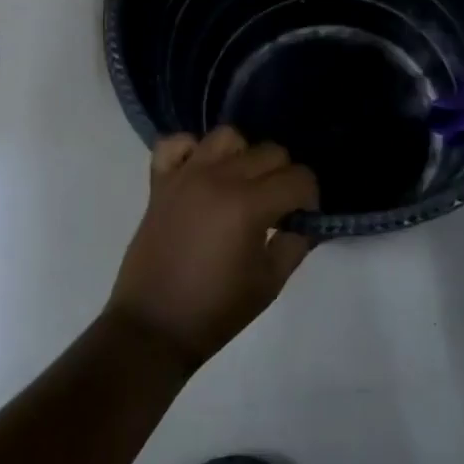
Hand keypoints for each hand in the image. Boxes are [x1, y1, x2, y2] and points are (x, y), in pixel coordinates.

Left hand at [107, 127, 317, 370]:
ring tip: (241, 186)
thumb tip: (305, 222)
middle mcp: (218, 179)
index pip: (298, 178)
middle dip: (283, 177)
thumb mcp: (270, 283)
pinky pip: (176, 143)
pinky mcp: (160, 182)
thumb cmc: (216, 310)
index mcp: (248, 205)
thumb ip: (296, 244)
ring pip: (227, 137)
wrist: (153, 327)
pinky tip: (201, 172)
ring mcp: (185, 176)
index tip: (303, 218)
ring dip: (243, 157)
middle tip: (277, 209)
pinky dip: (191, 150)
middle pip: (269, 152)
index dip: (309, 198)